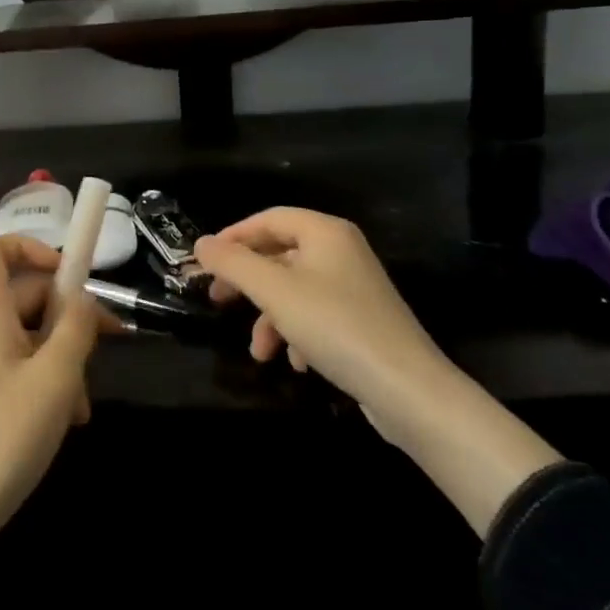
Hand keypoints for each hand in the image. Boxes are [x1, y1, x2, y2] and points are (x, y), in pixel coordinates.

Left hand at [0, 235, 108, 609]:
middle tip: (107, 343)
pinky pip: (12, 365)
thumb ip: (76, 328)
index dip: (30, 247)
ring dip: (60, 357)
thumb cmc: (5, 435)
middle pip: (21, 294)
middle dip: (66, 316)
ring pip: (23, 335)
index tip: (68, 275)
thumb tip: (82, 298)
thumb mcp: (56, 378)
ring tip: (82, 404)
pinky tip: (64, 419)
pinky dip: (41, 379)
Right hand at [198, 208, 562, 535]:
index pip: (268, 218)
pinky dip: (297, 335)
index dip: (232, 236)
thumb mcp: (273, 291)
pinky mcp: (361, 322)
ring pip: (293, 291)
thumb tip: (201, 244)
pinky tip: (295, 363)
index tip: (204, 262)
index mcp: (325, 232)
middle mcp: (341, 252)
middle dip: (247, 281)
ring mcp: (354, 288)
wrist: (408, 390)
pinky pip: (315, 316)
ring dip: (269, 318)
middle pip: (279, 255)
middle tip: (218, 300)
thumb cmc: (335, 326)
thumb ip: (233, 263)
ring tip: (259, 352)